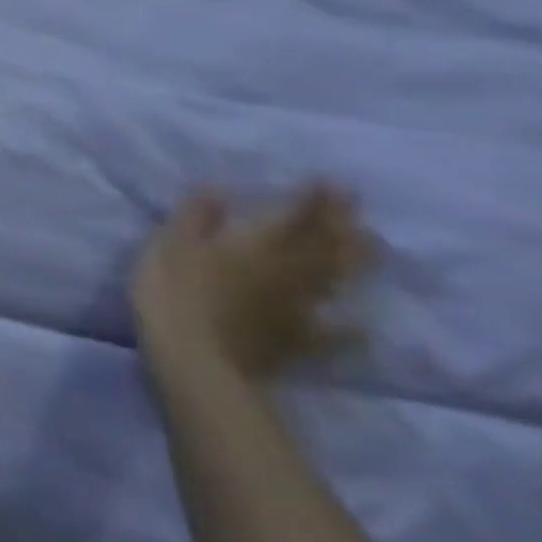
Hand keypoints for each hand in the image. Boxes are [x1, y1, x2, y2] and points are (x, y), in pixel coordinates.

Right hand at [131, 184, 373, 378]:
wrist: (196, 359)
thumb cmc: (175, 293)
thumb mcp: (170, 245)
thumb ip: (194, 217)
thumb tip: (216, 188)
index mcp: (259, 245)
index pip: (297, 216)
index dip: (316, 199)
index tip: (332, 182)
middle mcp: (289, 272)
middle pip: (328, 247)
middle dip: (344, 225)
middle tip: (357, 210)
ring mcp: (298, 309)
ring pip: (336, 281)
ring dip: (356, 262)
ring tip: (372, 247)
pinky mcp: (296, 341)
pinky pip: (332, 332)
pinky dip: (348, 326)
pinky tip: (358, 324)